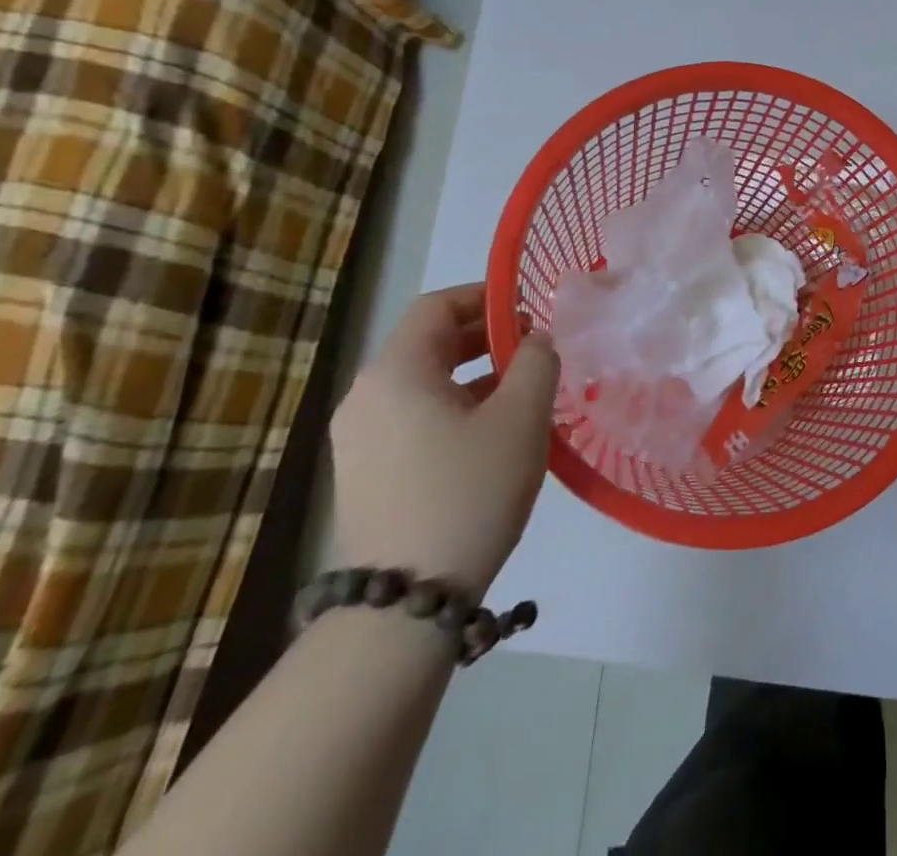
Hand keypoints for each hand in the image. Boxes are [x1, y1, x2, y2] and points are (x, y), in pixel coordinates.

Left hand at [328, 284, 559, 595]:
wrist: (406, 601)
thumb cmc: (469, 491)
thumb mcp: (521, 417)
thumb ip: (537, 361)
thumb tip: (535, 340)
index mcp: (395, 372)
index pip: (437, 306)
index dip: (486, 296)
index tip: (531, 307)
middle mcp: (366, 396)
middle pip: (428, 343)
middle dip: (486, 336)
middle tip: (536, 348)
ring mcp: (359, 438)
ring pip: (424, 382)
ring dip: (475, 374)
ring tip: (525, 390)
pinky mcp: (366, 473)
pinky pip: (415, 417)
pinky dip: (456, 407)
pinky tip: (495, 432)